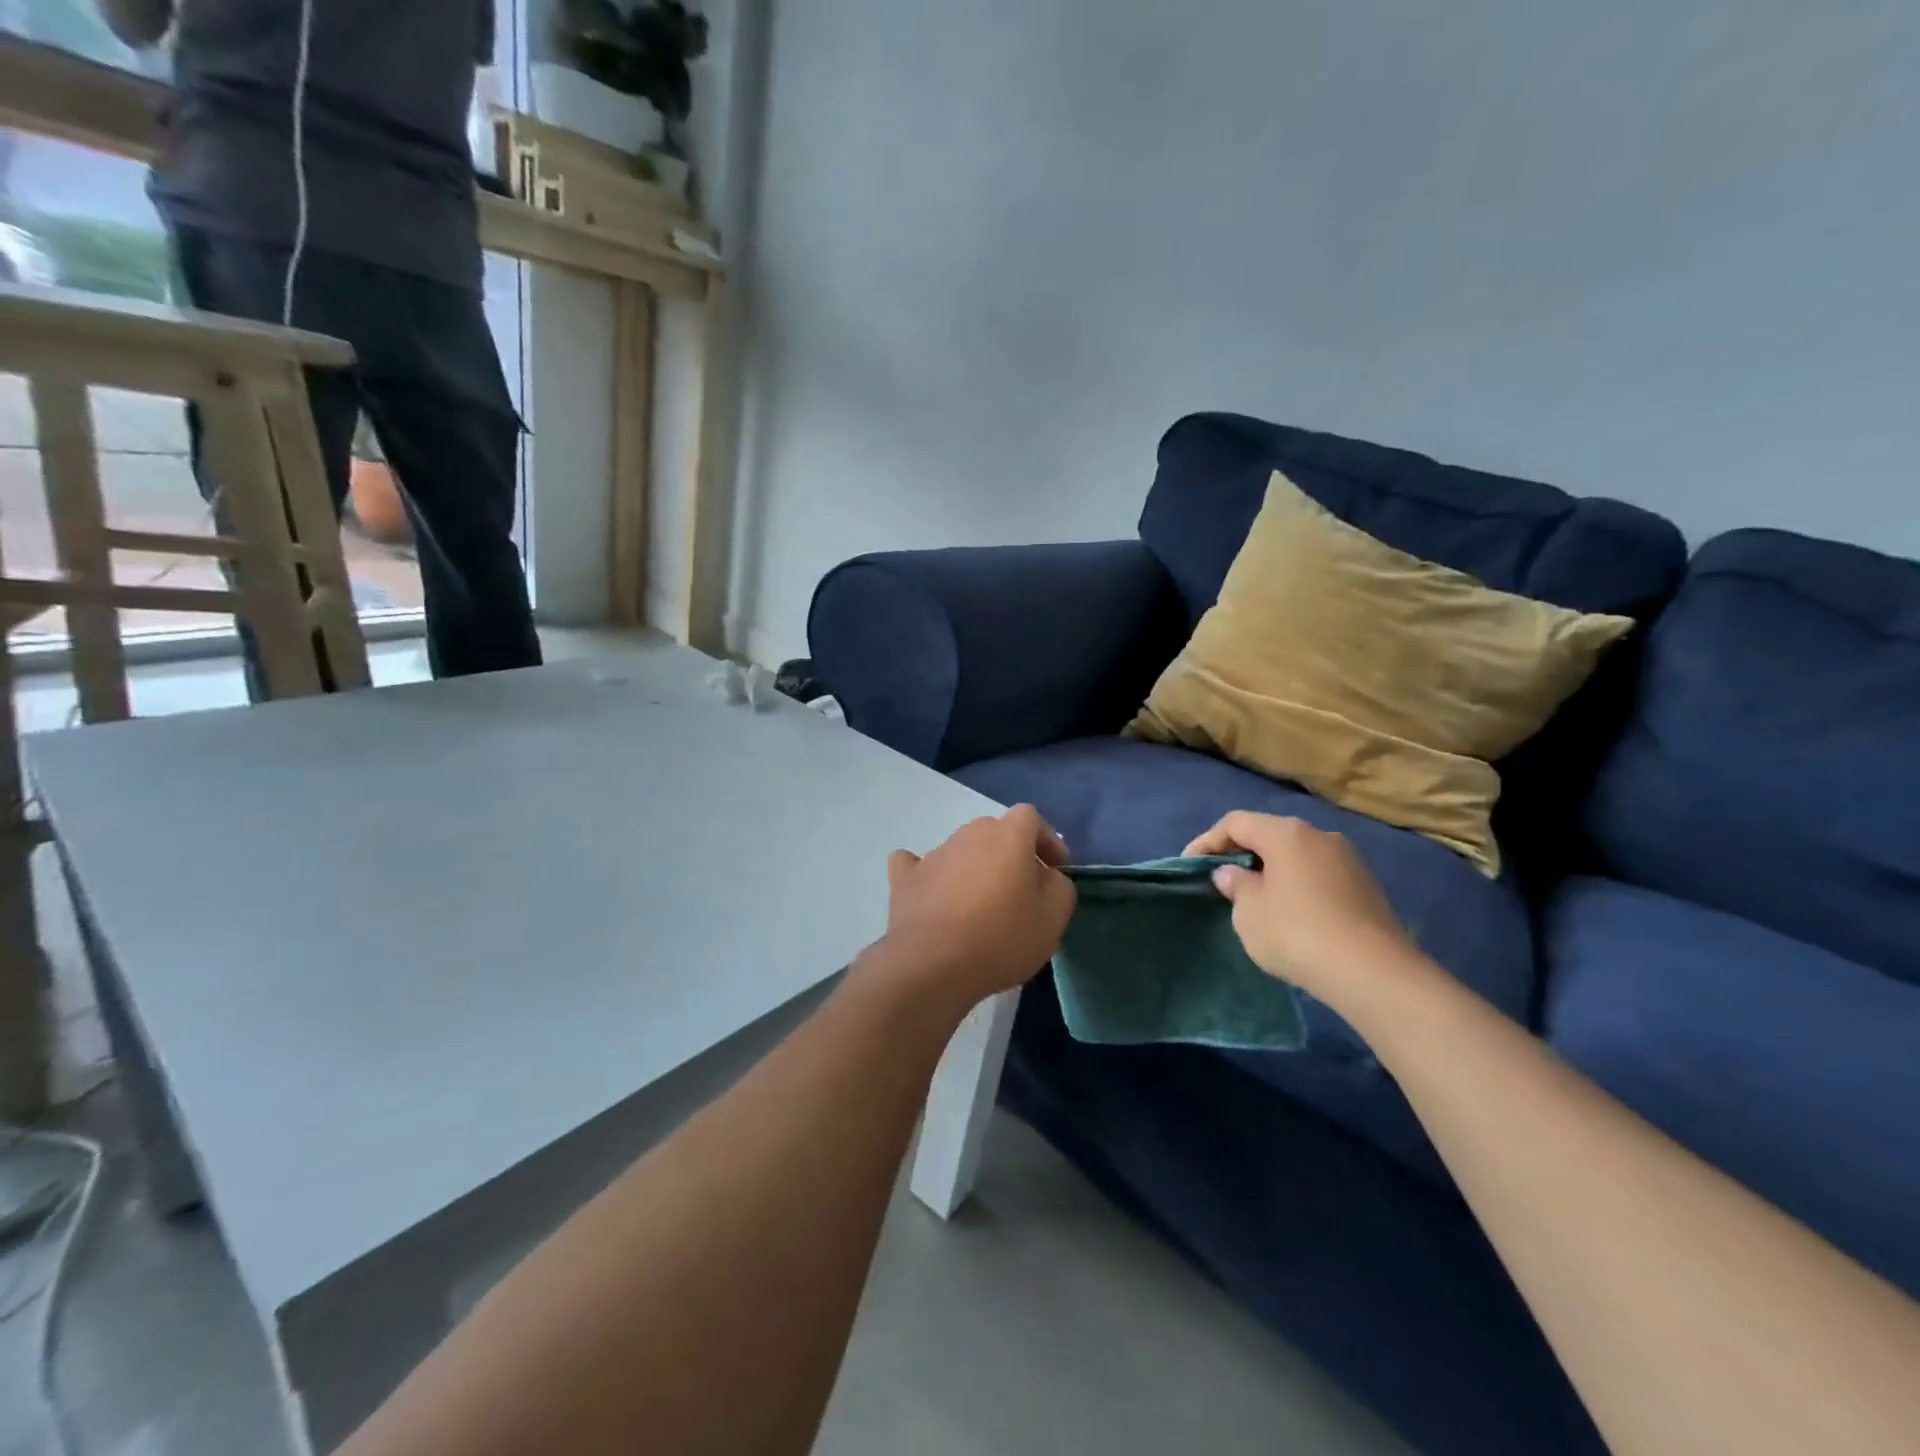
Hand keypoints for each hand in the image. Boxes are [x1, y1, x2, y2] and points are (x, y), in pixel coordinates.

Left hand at [868, 805, 1076, 1012]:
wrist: (933, 964)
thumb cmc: (1002, 938)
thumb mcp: (1053, 918)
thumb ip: (1059, 886)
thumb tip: (1047, 875)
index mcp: (1008, 835)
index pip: (1030, 817)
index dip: (1046, 840)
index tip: (1054, 869)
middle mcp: (969, 834)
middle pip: (995, 833)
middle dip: (1010, 854)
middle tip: (1020, 890)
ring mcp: (933, 853)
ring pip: (962, 850)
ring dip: (974, 868)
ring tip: (980, 906)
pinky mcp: (905, 878)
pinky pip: (918, 865)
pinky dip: (929, 875)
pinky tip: (933, 893)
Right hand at [1184, 812, 1426, 1008]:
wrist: (1374, 973)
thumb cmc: (1296, 932)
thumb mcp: (1249, 912)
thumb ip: (1235, 885)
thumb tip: (1233, 873)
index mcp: (1286, 833)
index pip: (1236, 823)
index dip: (1207, 841)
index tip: (1189, 865)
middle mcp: (1320, 835)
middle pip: (1269, 835)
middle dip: (1241, 854)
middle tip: (1221, 880)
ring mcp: (1348, 860)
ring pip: (1296, 856)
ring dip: (1271, 871)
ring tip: (1254, 899)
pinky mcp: (1367, 888)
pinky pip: (1318, 877)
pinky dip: (1296, 887)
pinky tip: (1290, 915)